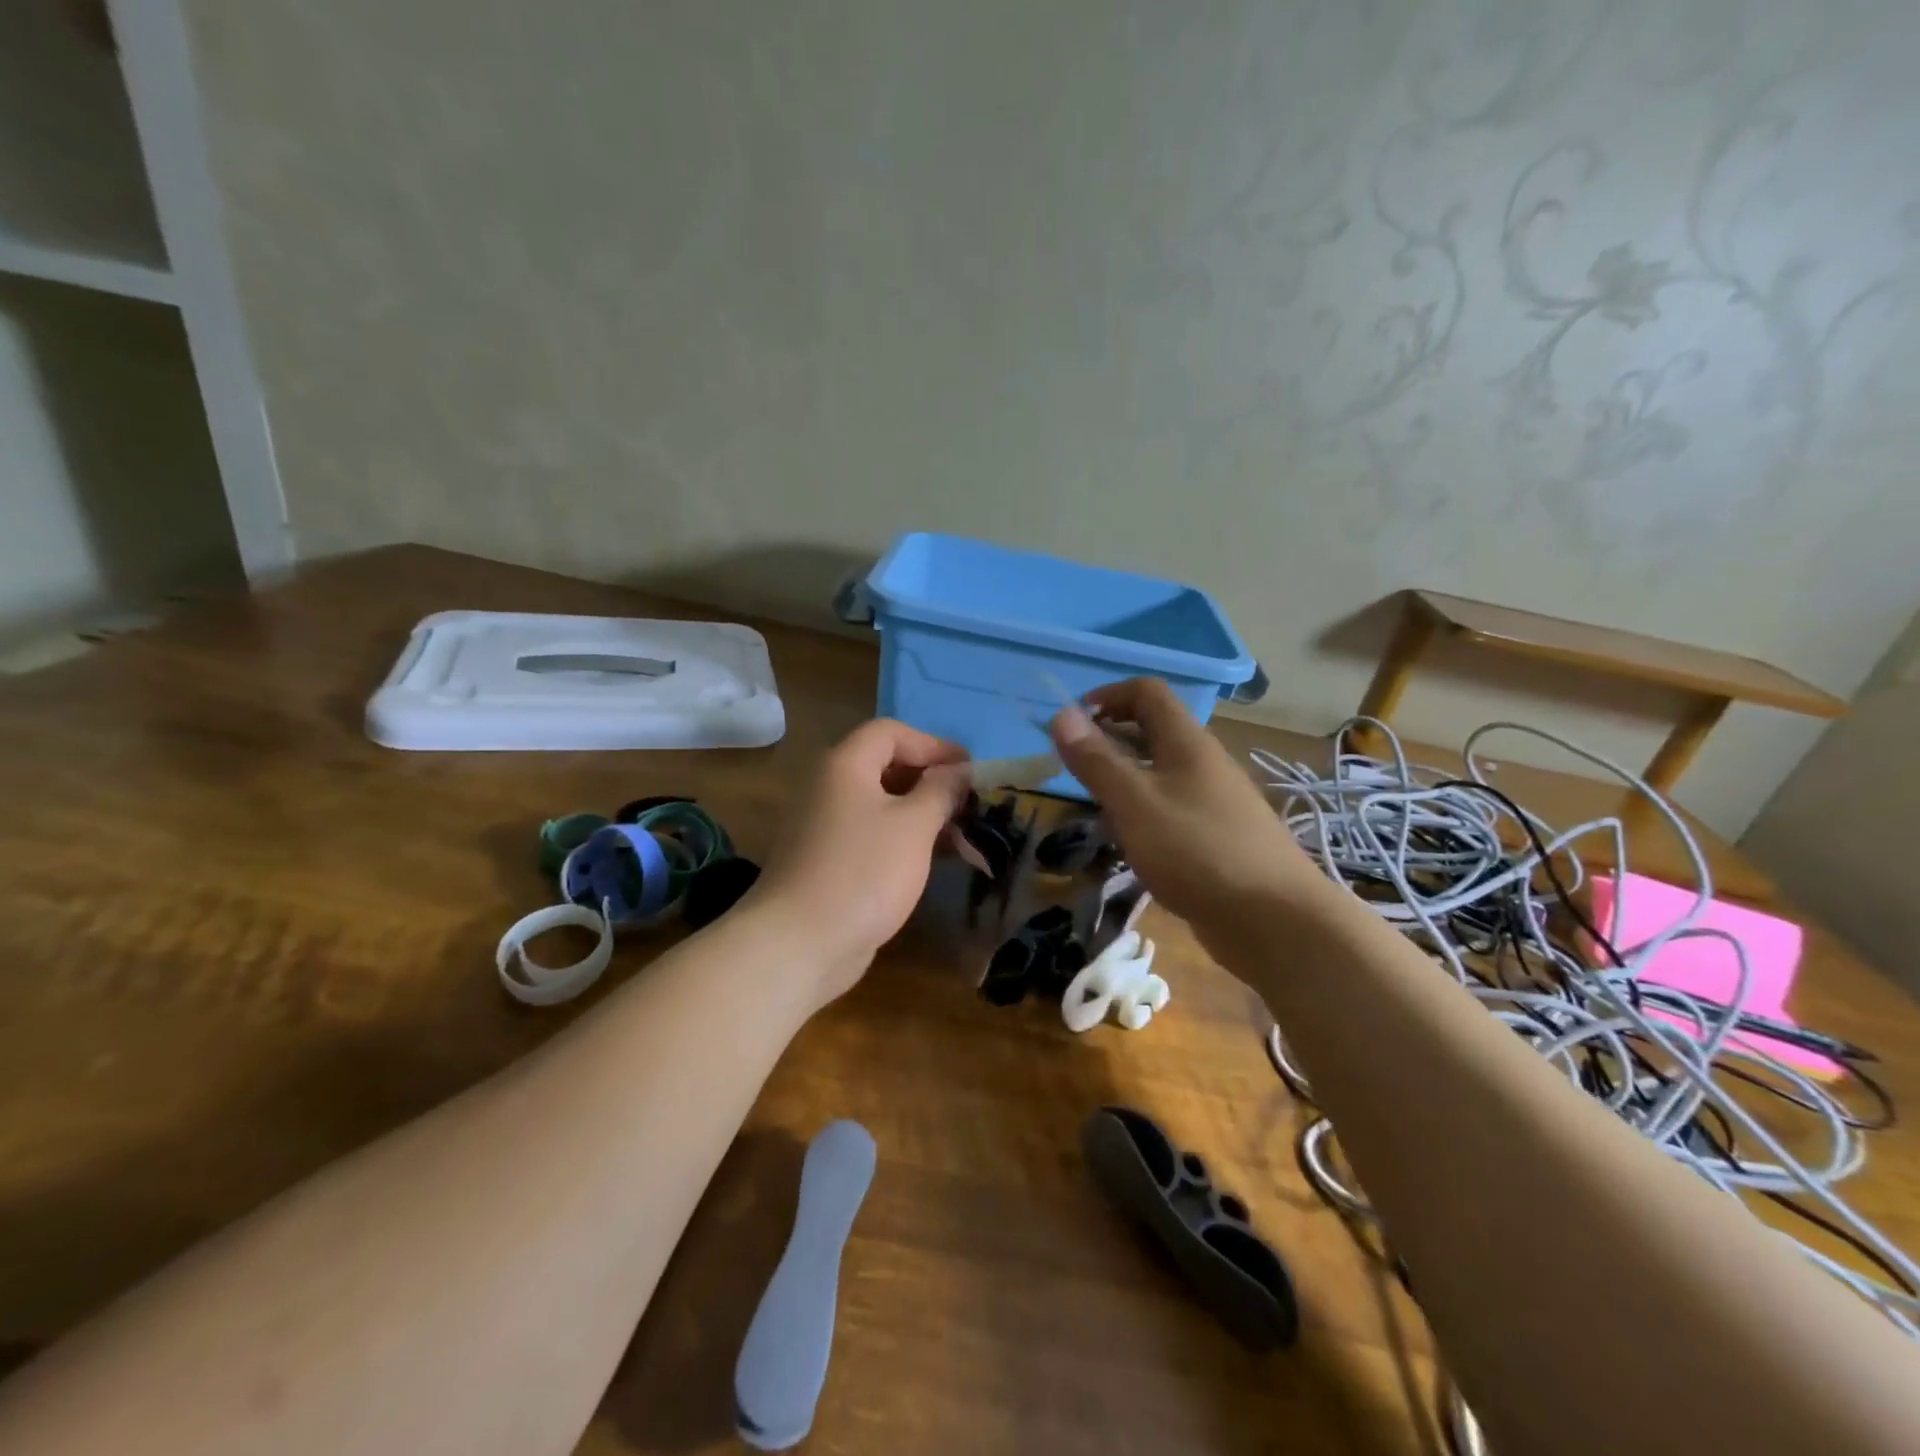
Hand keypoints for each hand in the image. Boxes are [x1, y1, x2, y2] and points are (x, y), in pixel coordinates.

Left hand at [750, 718, 969, 1005]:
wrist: (799, 943)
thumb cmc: (863, 872)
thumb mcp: (913, 825)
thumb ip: (941, 790)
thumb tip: (959, 770)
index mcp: (845, 765)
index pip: (891, 733)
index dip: (933, 745)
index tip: (969, 770)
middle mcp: (831, 787)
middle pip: (887, 766)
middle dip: (932, 780)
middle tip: (970, 802)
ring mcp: (827, 826)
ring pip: (883, 804)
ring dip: (924, 813)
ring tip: (963, 834)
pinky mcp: (831, 860)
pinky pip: (874, 835)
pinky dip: (905, 839)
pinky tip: (937, 860)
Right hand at [1049, 679, 1325, 933]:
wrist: (1274, 920)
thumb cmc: (1197, 851)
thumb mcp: (1135, 803)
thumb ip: (1097, 760)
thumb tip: (1062, 714)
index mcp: (1187, 742)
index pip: (1147, 692)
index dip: (1108, 696)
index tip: (1073, 724)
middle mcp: (1204, 762)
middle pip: (1153, 730)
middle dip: (1110, 739)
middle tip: (1075, 769)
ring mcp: (1215, 800)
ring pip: (1161, 772)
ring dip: (1125, 778)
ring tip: (1095, 806)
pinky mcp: (1218, 836)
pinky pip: (1172, 806)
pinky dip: (1144, 811)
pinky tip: (1131, 842)